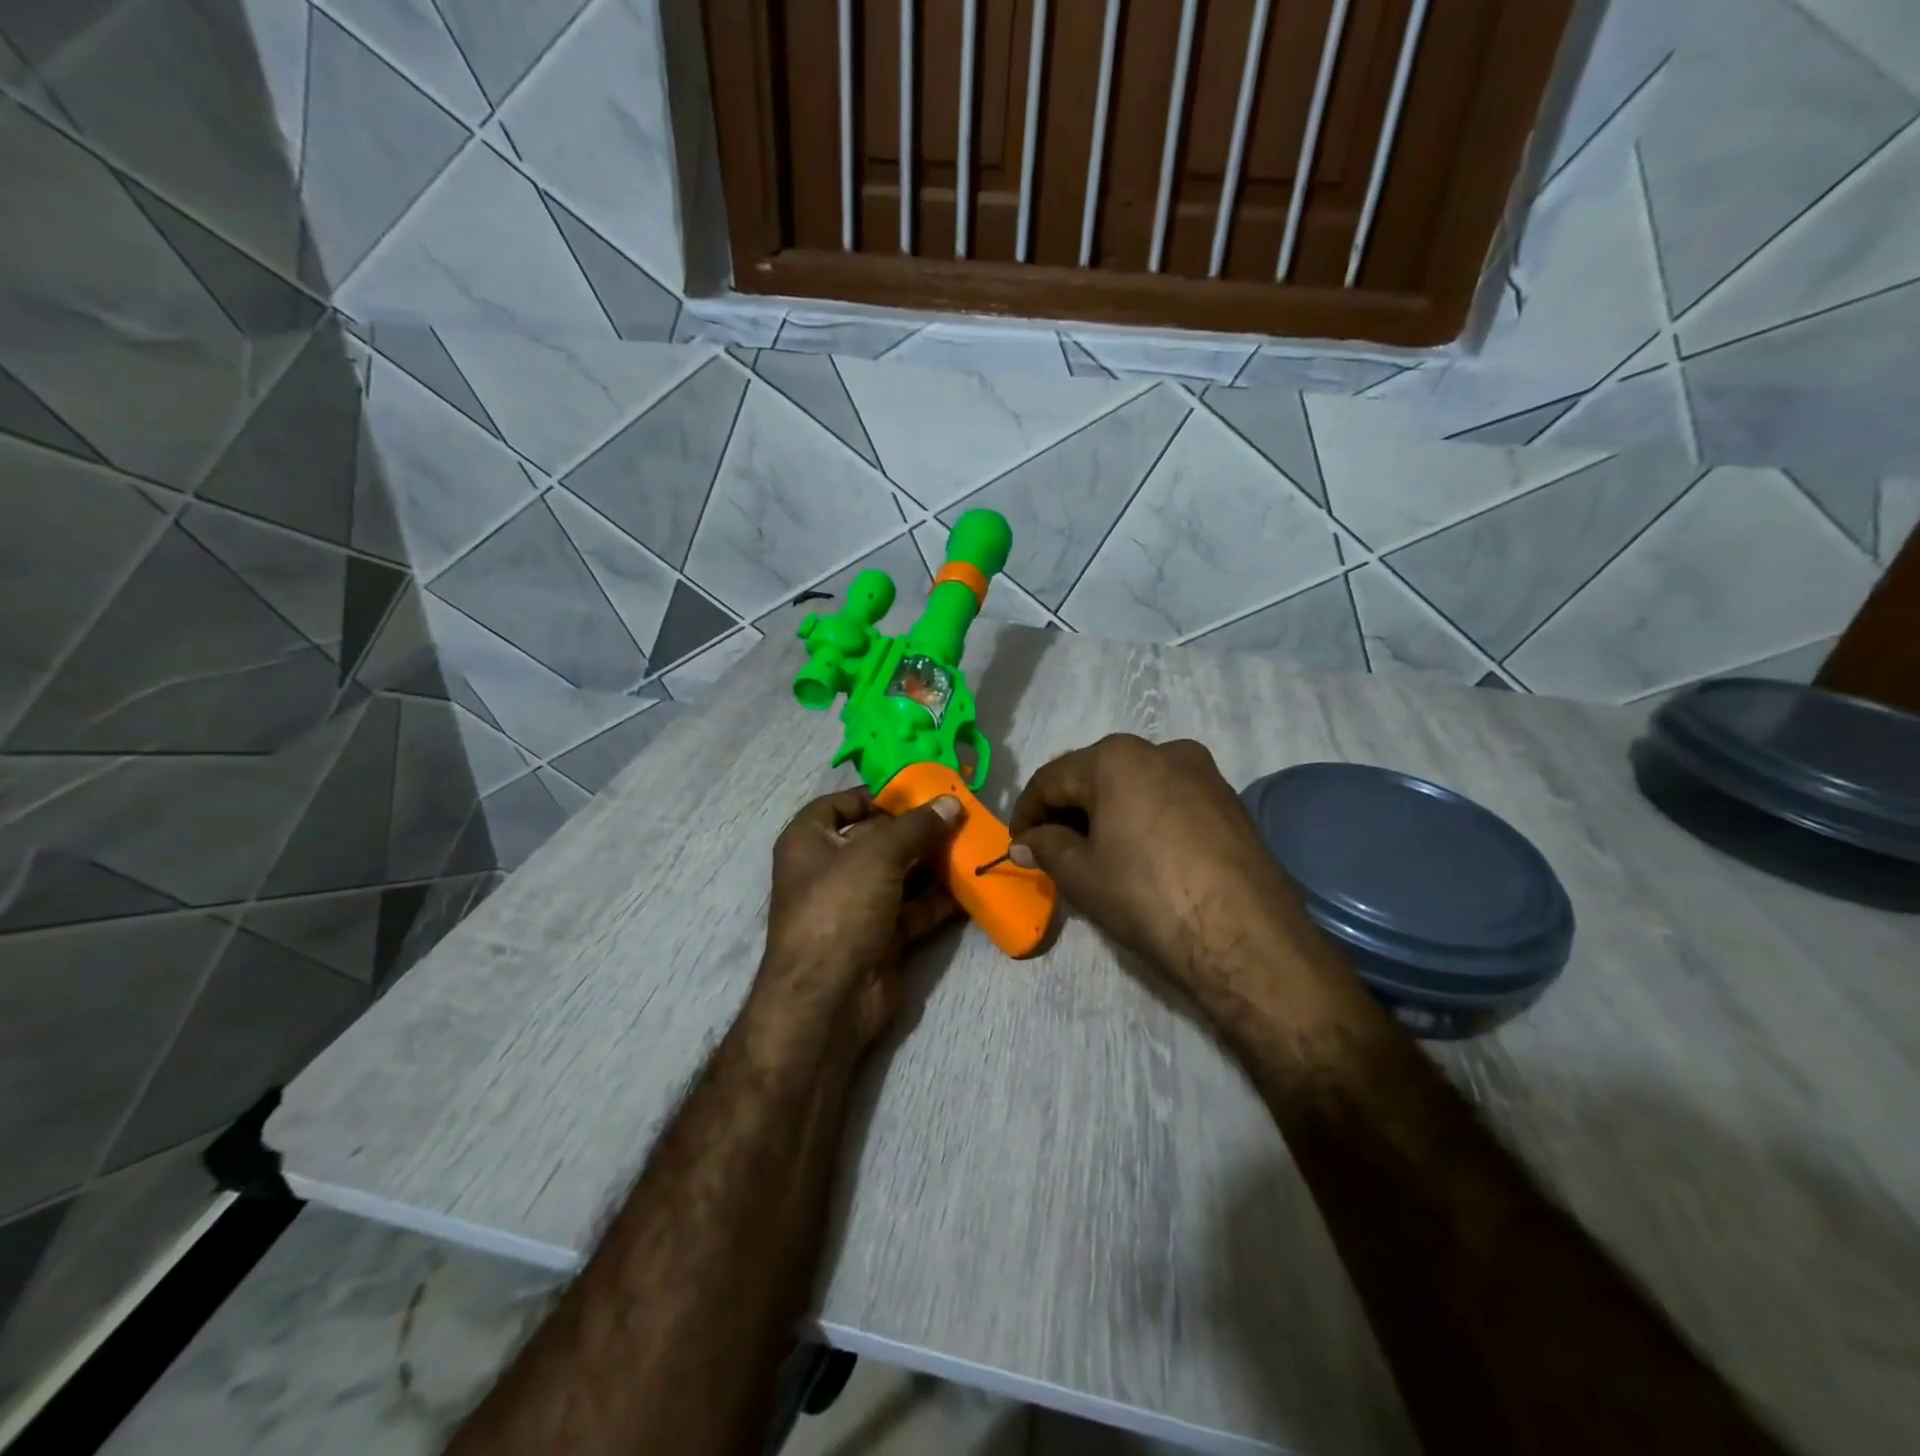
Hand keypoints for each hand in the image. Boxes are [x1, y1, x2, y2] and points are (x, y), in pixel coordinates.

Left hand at [759, 787, 962, 1052]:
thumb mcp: (877, 854)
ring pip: (901, 874)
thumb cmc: (840, 908)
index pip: (837, 804)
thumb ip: (916, 826)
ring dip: (934, 861)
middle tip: (960, 814)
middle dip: (917, 828)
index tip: (915, 790)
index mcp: (809, 841)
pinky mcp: (882, 935)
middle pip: (877, 839)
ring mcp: (857, 905)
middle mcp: (830, 870)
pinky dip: (940, 897)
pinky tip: (973, 882)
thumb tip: (951, 804)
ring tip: (975, 842)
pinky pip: (915, 907)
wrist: (829, 998)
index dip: (873, 795)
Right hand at [1009, 735, 1313, 1011]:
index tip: (1016, 845)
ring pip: (1135, 786)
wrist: (1244, 934)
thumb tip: (1026, 840)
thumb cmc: (1146, 894)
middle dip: (1068, 811)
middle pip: (1096, 776)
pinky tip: (1141, 856)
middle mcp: (1162, 749)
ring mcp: (1203, 772)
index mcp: (1116, 757)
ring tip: (1096, 855)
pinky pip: (1170, 800)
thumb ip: (1046, 847)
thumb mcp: (1081, 874)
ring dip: (1107, 814)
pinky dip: (1144, 819)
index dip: (1027, 812)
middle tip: (1051, 851)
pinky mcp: (1229, 800)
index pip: (1052, 778)